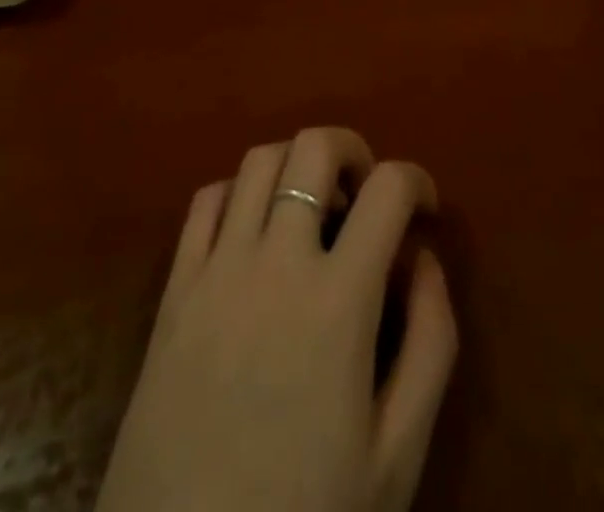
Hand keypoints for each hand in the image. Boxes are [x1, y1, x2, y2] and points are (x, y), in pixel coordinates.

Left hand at [96, 128, 456, 511]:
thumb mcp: (397, 455)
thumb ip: (429, 345)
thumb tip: (424, 259)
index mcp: (337, 300)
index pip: (387, 191)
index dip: (417, 181)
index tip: (424, 208)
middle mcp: (275, 261)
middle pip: (313, 147)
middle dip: (352, 150)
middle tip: (365, 193)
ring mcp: (217, 268)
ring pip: (258, 161)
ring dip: (296, 166)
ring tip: (312, 208)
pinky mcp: (174, 288)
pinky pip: (205, 201)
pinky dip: (239, 192)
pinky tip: (253, 229)